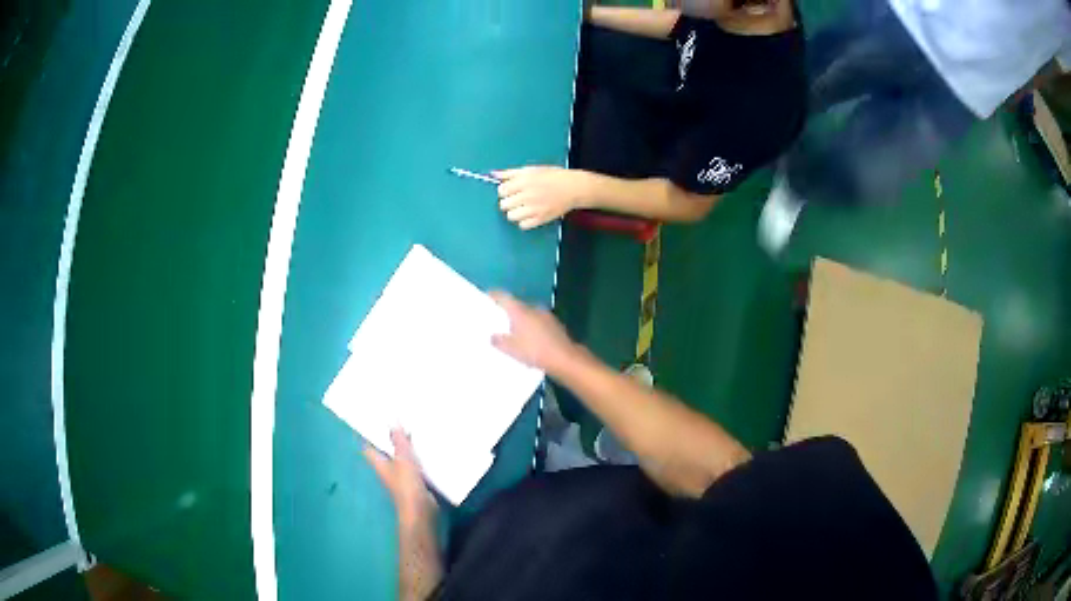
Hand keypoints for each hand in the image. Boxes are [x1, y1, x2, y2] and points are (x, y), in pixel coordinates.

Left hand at [363, 429, 436, 528]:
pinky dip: (417, 455)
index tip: (377, 419)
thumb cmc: (406, 484)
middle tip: (398, 419)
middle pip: (385, 450)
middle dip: (391, 437)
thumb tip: (392, 419)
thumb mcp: (403, 459)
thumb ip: (398, 440)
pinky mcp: (414, 480)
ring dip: (405, 445)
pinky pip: (413, 463)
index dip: (370, 433)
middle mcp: (386, 468)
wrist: (420, 510)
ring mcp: (400, 475)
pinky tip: (426, 447)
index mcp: (378, 462)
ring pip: (400, 456)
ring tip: (413, 427)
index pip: (369, 446)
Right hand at [489, 290, 580, 373]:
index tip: (486, 297)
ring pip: (528, 314)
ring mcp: (546, 315)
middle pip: (516, 305)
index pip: (504, 297)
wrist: (565, 359)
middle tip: (497, 319)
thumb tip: (493, 336)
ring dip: (520, 320)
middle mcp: (533, 308)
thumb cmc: (535, 351)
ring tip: (513, 331)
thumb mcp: (511, 349)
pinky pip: (538, 322)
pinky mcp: (555, 325)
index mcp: (520, 311)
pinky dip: (531, 327)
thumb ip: (499, 341)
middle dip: (507, 311)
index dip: (493, 295)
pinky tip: (530, 339)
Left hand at [494, 166, 592, 229]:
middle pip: (504, 204)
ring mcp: (535, 208)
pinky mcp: (541, 219)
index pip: (501, 190)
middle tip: (518, 199)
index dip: (505, 190)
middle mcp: (528, 194)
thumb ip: (511, 173)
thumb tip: (493, 174)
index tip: (512, 190)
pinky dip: (524, 221)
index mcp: (525, 180)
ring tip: (523, 207)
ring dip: (514, 212)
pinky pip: (523, 225)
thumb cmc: (552, 176)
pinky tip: (530, 215)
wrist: (573, 188)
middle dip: (509, 202)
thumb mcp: (532, 170)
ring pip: (511, 216)